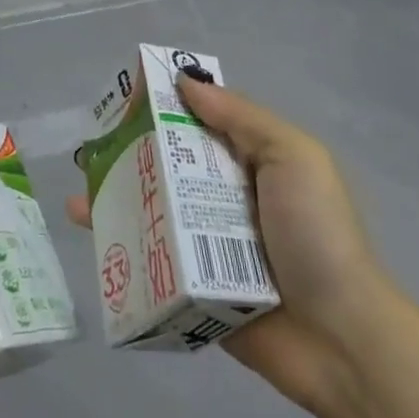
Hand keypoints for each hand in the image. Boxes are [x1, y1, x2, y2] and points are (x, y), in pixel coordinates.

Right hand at [67, 73, 389, 416]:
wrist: (336, 337)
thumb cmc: (315, 233)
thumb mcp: (293, 157)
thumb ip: (241, 117)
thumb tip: (185, 80)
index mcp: (252, 162)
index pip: (202, 120)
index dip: (168, 103)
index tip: (128, 94)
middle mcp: (225, 195)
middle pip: (171, 162)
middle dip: (132, 146)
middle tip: (94, 140)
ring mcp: (205, 241)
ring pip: (153, 204)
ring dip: (117, 189)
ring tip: (82, 182)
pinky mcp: (189, 281)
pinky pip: (148, 251)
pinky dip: (117, 235)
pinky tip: (85, 222)